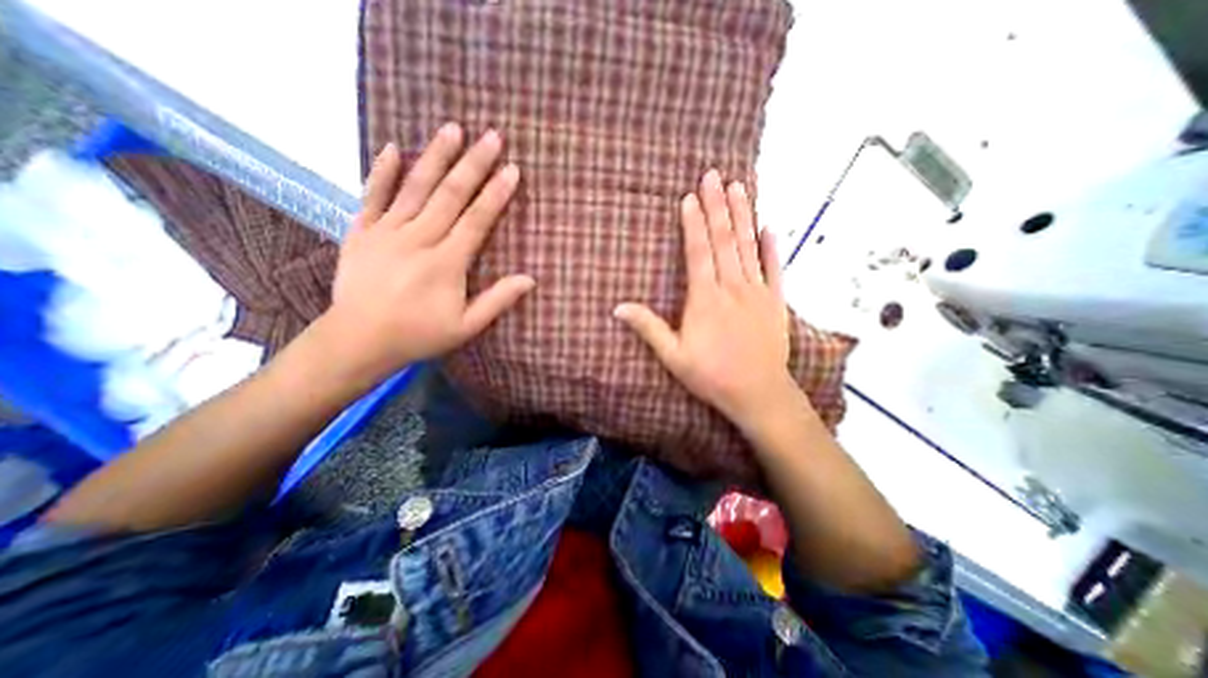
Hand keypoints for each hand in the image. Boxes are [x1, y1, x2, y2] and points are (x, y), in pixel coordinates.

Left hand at [321, 121, 532, 382]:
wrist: (358, 340)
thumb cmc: (419, 334)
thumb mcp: (466, 326)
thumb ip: (498, 300)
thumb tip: (530, 279)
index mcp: (447, 262)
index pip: (477, 220)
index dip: (496, 194)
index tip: (512, 170)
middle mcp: (419, 239)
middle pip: (450, 195)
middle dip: (474, 164)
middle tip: (491, 136)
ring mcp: (387, 232)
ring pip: (415, 187)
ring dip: (435, 157)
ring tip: (451, 128)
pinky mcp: (361, 232)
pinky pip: (372, 196)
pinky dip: (382, 172)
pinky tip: (393, 148)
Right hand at [613, 169, 800, 428]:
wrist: (758, 393)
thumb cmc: (711, 375)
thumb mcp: (673, 357)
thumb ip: (648, 328)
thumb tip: (618, 308)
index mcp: (705, 299)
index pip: (698, 253)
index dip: (693, 224)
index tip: (690, 197)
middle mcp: (732, 288)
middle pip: (724, 241)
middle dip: (718, 206)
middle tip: (714, 175)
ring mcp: (757, 293)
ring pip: (749, 247)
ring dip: (744, 215)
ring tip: (739, 187)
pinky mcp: (775, 302)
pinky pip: (775, 269)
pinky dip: (772, 247)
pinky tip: (770, 227)